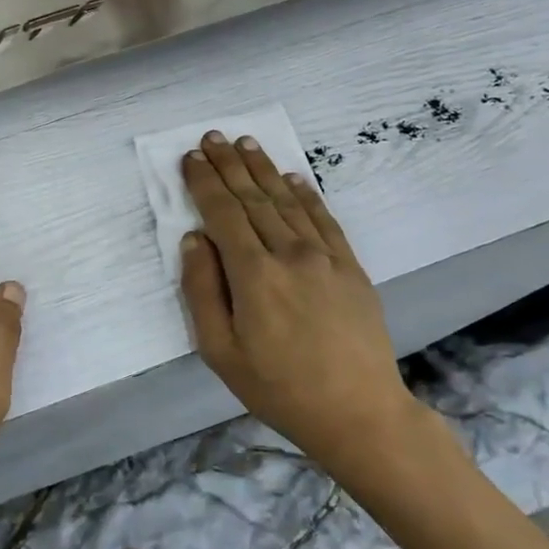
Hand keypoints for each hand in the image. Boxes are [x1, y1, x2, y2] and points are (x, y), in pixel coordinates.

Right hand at [179, 132, 431, 488]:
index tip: (190, 158)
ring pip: (286, 201)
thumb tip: (193, 240)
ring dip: (263, 169)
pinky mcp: (350, 267)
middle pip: (252, 199)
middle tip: (212, 137)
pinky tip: (292, 177)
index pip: (222, 214)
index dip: (204, 183)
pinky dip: (305, 194)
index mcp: (253, 275)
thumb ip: (202, 291)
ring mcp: (325, 257)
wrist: (358, 412)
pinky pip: (324, 219)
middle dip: (229, 165)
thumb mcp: (220, 351)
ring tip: (245, 143)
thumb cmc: (278, 387)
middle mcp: (289, 254)